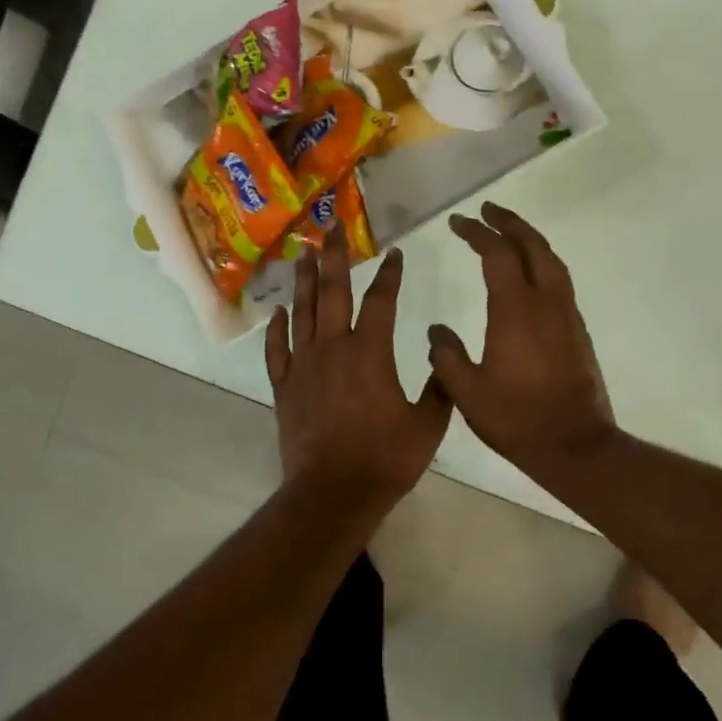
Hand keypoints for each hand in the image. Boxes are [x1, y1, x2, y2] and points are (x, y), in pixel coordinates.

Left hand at [265, 234, 452, 515]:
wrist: (333, 493)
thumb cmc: (385, 459)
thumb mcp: (428, 425)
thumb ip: (440, 387)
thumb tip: (444, 356)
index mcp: (370, 352)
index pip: (380, 300)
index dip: (389, 274)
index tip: (394, 253)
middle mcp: (334, 347)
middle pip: (332, 290)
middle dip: (333, 256)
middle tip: (330, 227)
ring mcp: (304, 365)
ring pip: (302, 311)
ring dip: (302, 279)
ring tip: (302, 252)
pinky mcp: (285, 386)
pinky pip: (278, 349)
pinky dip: (277, 328)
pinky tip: (278, 312)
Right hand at [427, 203, 615, 474]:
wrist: (576, 446)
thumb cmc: (517, 419)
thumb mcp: (467, 392)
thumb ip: (446, 356)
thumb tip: (437, 331)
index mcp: (516, 309)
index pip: (496, 254)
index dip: (476, 232)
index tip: (458, 222)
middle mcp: (546, 302)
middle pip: (532, 246)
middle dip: (509, 222)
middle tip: (487, 210)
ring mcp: (567, 315)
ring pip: (552, 261)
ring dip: (529, 239)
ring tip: (508, 232)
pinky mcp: (577, 330)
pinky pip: (559, 280)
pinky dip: (541, 262)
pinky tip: (529, 274)